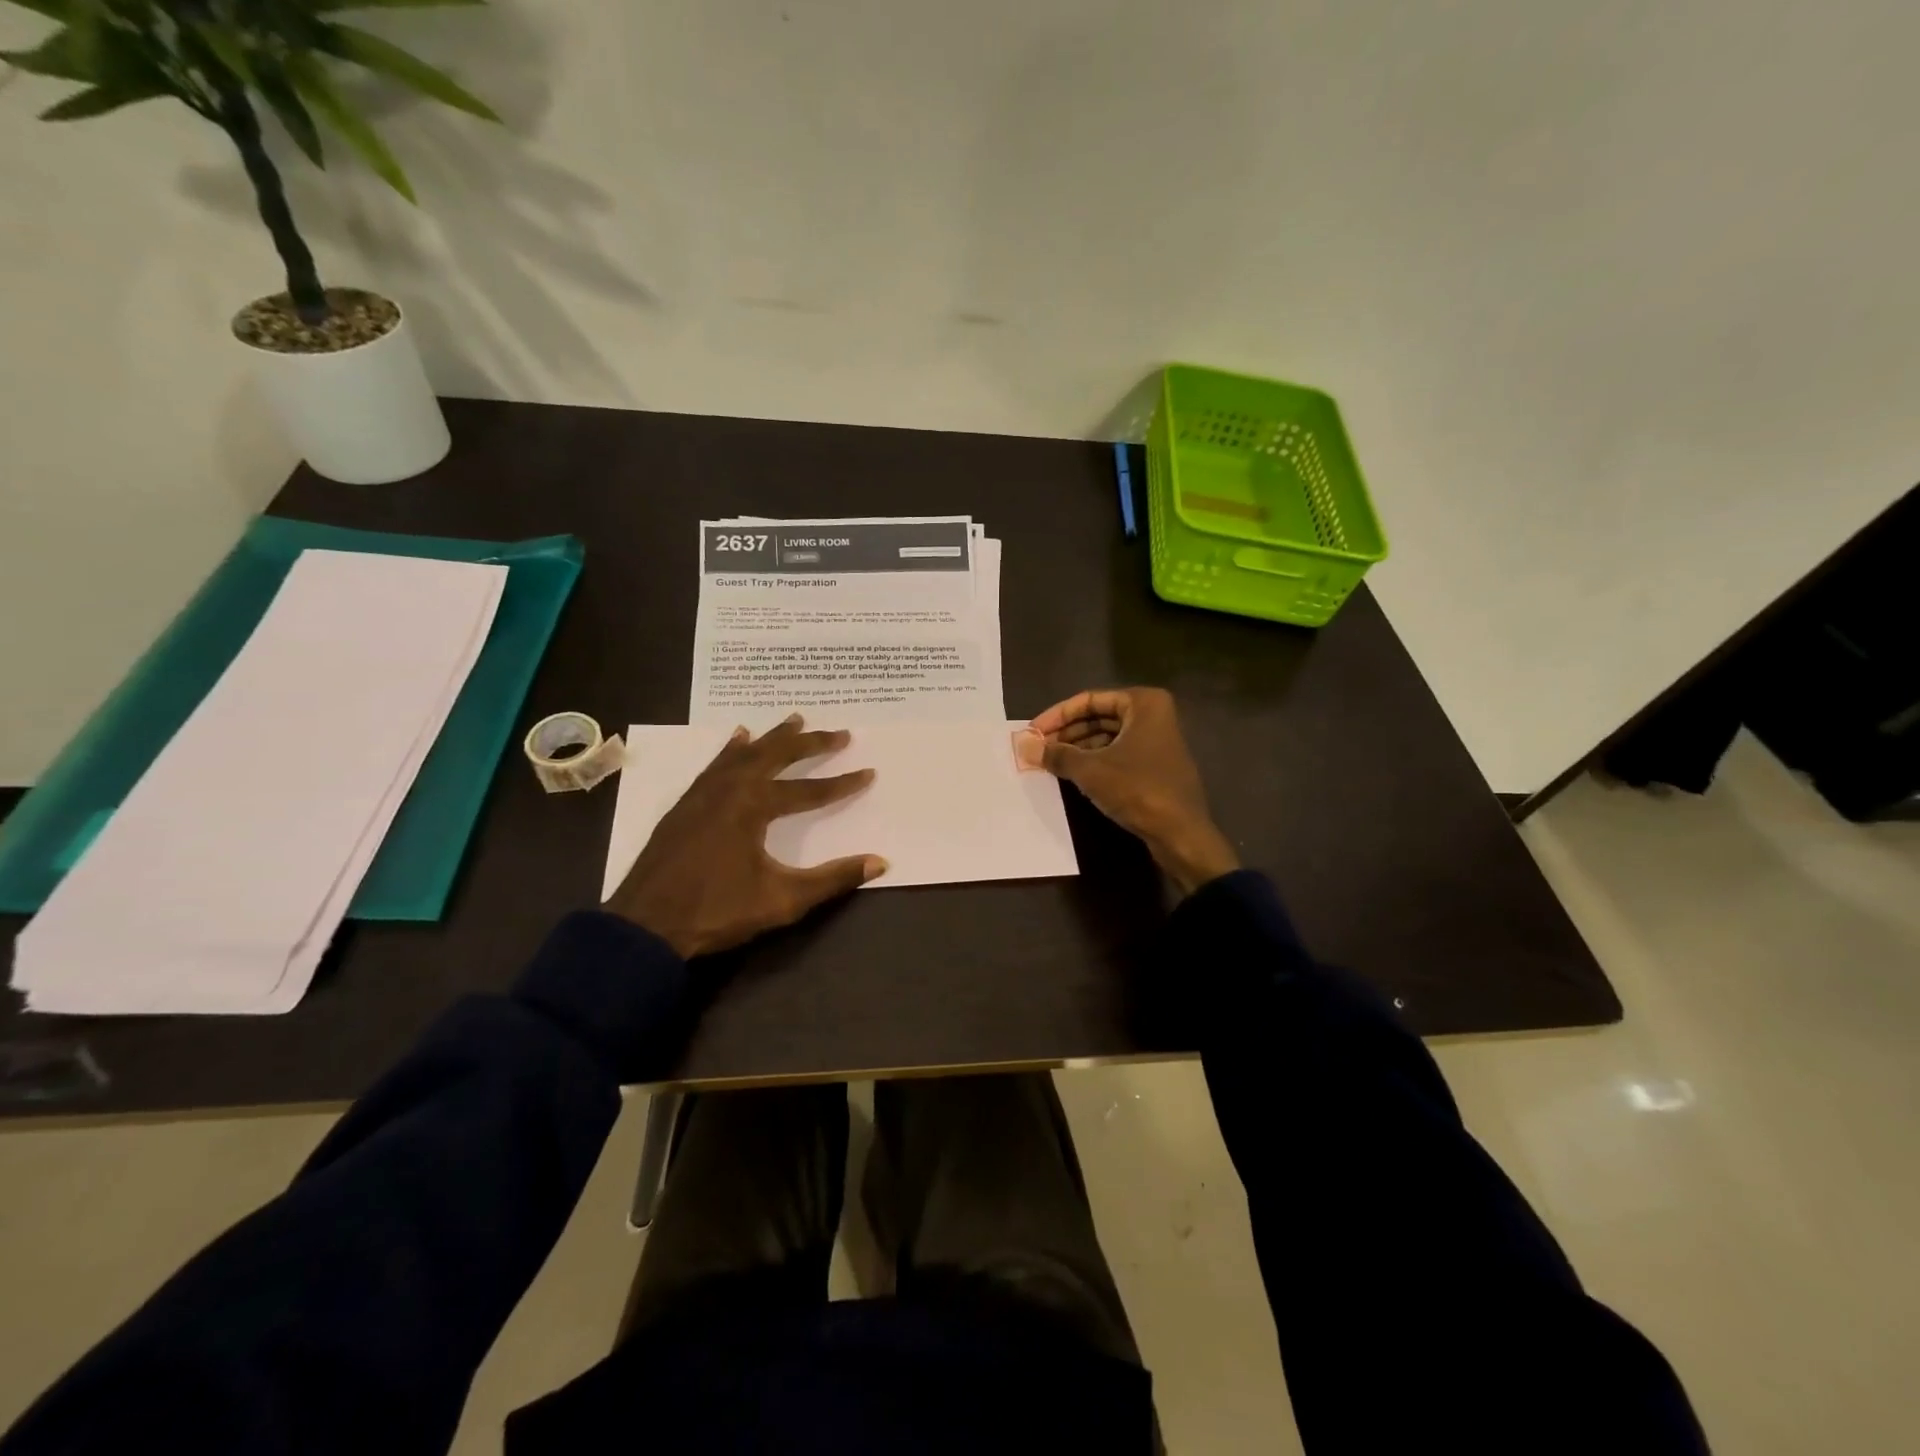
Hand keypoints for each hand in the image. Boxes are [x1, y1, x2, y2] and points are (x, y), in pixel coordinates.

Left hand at [606, 715, 886, 958]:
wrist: (645, 926)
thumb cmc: (717, 912)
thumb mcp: (783, 900)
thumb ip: (833, 879)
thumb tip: (880, 861)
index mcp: (754, 806)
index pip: (809, 791)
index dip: (842, 784)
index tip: (869, 772)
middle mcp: (730, 789)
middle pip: (777, 757)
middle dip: (811, 744)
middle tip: (840, 733)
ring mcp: (703, 793)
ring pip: (745, 753)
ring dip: (773, 737)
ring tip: (796, 720)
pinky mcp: (686, 804)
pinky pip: (715, 764)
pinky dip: (732, 749)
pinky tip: (739, 738)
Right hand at [1016, 688, 1238, 894]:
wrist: (1181, 833)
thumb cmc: (1137, 789)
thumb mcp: (1090, 770)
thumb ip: (1056, 754)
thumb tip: (1023, 746)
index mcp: (1143, 703)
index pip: (1089, 700)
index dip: (1056, 716)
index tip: (1031, 732)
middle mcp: (1152, 715)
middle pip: (1098, 716)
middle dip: (1066, 732)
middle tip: (1037, 748)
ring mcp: (1156, 740)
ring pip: (1107, 736)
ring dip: (1077, 748)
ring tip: (1048, 762)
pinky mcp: (1154, 765)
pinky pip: (1117, 754)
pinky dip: (1094, 760)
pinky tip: (1071, 774)